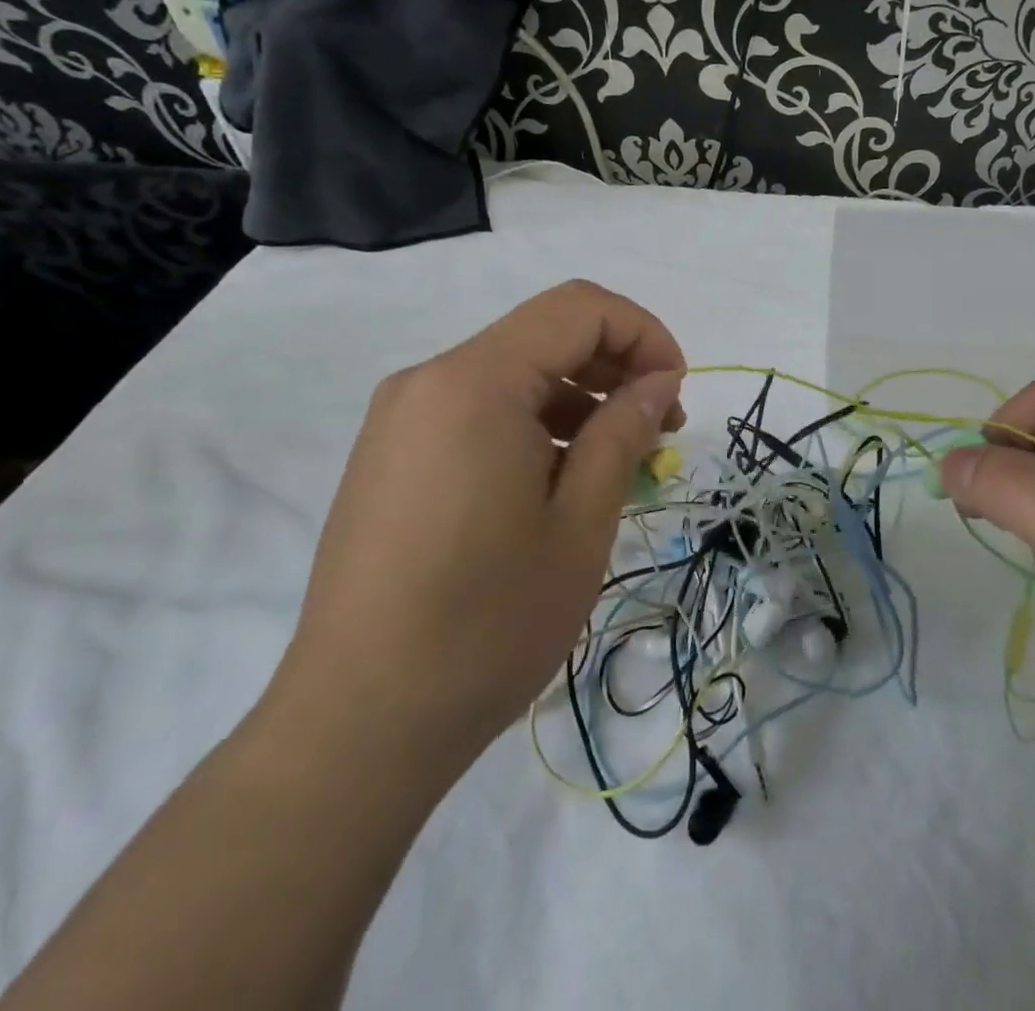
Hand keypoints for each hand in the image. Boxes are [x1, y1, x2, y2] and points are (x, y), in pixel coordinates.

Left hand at [269, 281, 685, 780]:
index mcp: (474, 382)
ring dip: (579, 399)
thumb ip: (623, 431)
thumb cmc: (487, 622)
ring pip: (514, 373)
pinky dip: (535, 424)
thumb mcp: (580, 522)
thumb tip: (658, 381)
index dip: (643, 333)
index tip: (677, 392)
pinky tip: (561, 481)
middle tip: (660, 429)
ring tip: (620, 462)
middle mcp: (429, 381)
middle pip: (545, 335)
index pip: (578, 309)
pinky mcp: (393, 456)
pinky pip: (479, 410)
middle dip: (616, 366)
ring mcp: (403, 419)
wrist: (357, 726)